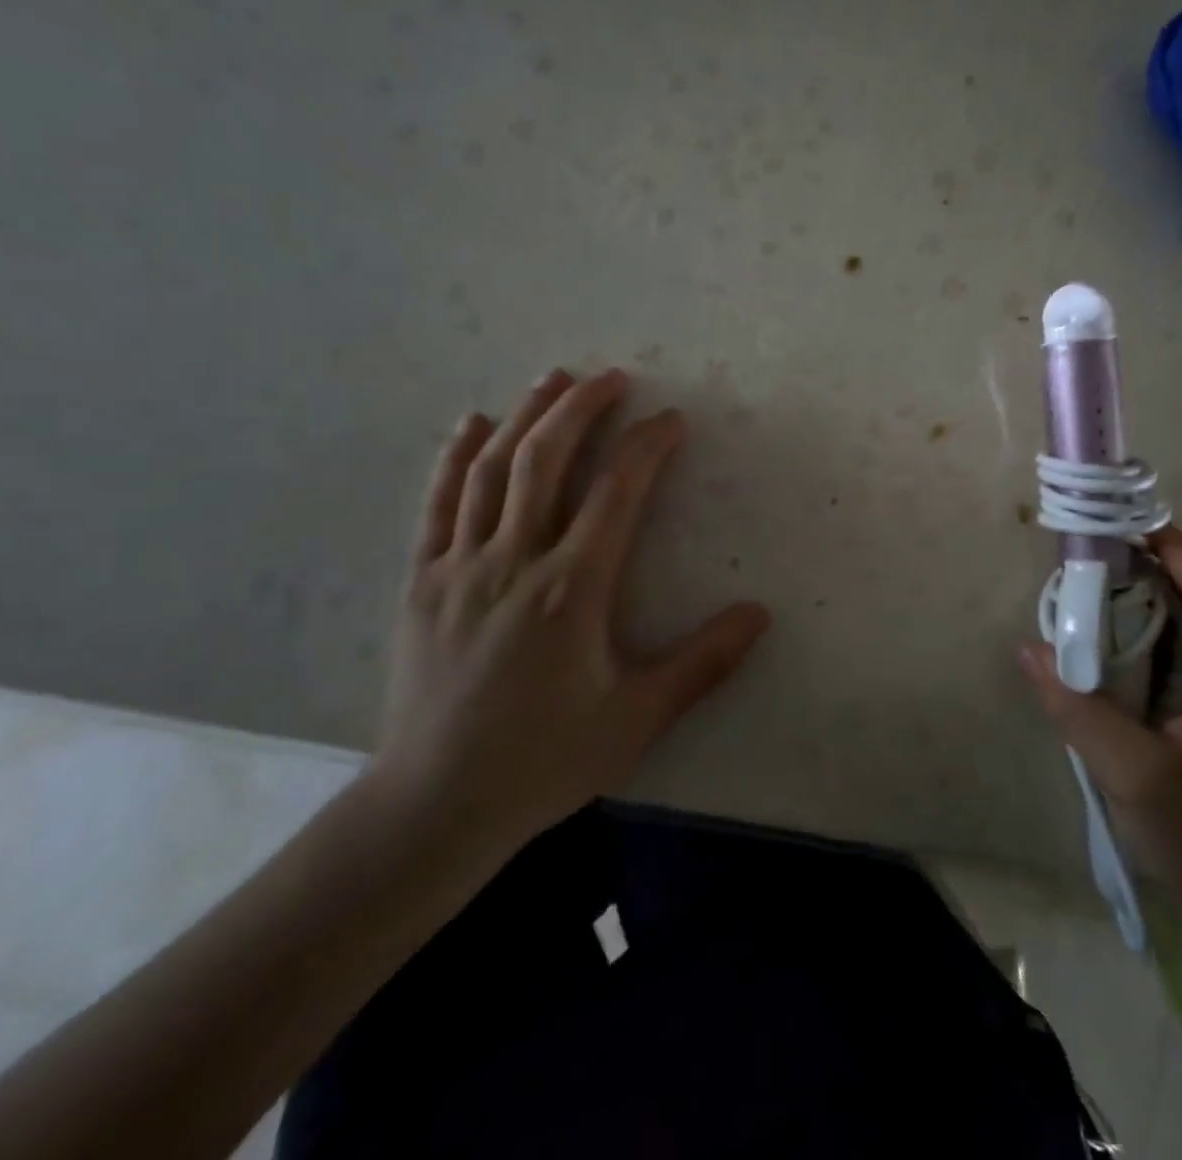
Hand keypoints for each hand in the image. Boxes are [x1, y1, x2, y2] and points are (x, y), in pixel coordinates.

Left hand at [369, 368, 770, 862]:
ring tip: (554, 379)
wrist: (434, 805)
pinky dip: (457, 456)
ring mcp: (460, 567)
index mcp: (571, 590)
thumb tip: (760, 614)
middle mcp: (513, 562)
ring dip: (527, 416)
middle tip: (611, 376)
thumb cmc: (543, 760)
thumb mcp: (637, 720)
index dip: (647, 446)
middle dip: (582, 409)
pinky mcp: (421, 581)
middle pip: (547, 461)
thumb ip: (703, 664)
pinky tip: (474, 424)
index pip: (616, 493)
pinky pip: (438, 503)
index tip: (671, 419)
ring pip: (492, 470)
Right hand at [1021, 525, 1181, 902]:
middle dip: (1160, 564)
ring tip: (1107, 584)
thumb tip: (1032, 648)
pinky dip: (1172, 624)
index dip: (1169, 545)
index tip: (1118, 523)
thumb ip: (1078, 707)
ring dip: (1165, 592)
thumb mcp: (1131, 775)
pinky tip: (1132, 635)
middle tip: (1098, 555)